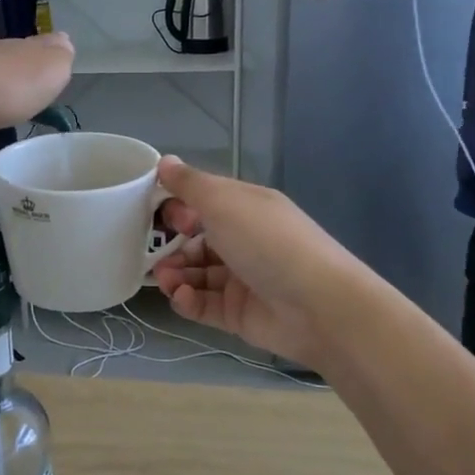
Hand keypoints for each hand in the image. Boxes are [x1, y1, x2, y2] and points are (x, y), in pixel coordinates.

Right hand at [149, 157, 367, 370]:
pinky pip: (204, 304)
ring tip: (165, 280)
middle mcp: (244, 241)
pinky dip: (188, 301)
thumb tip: (164, 161)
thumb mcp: (224, 203)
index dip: (178, 206)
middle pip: (196, 241)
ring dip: (175, 275)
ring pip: (196, 275)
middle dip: (171, 246)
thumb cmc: (268, 243)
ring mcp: (242, 279)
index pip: (204, 202)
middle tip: (155, 255)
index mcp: (245, 208)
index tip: (160, 214)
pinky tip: (181, 298)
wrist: (318, 306)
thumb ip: (190, 184)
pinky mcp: (239, 313)